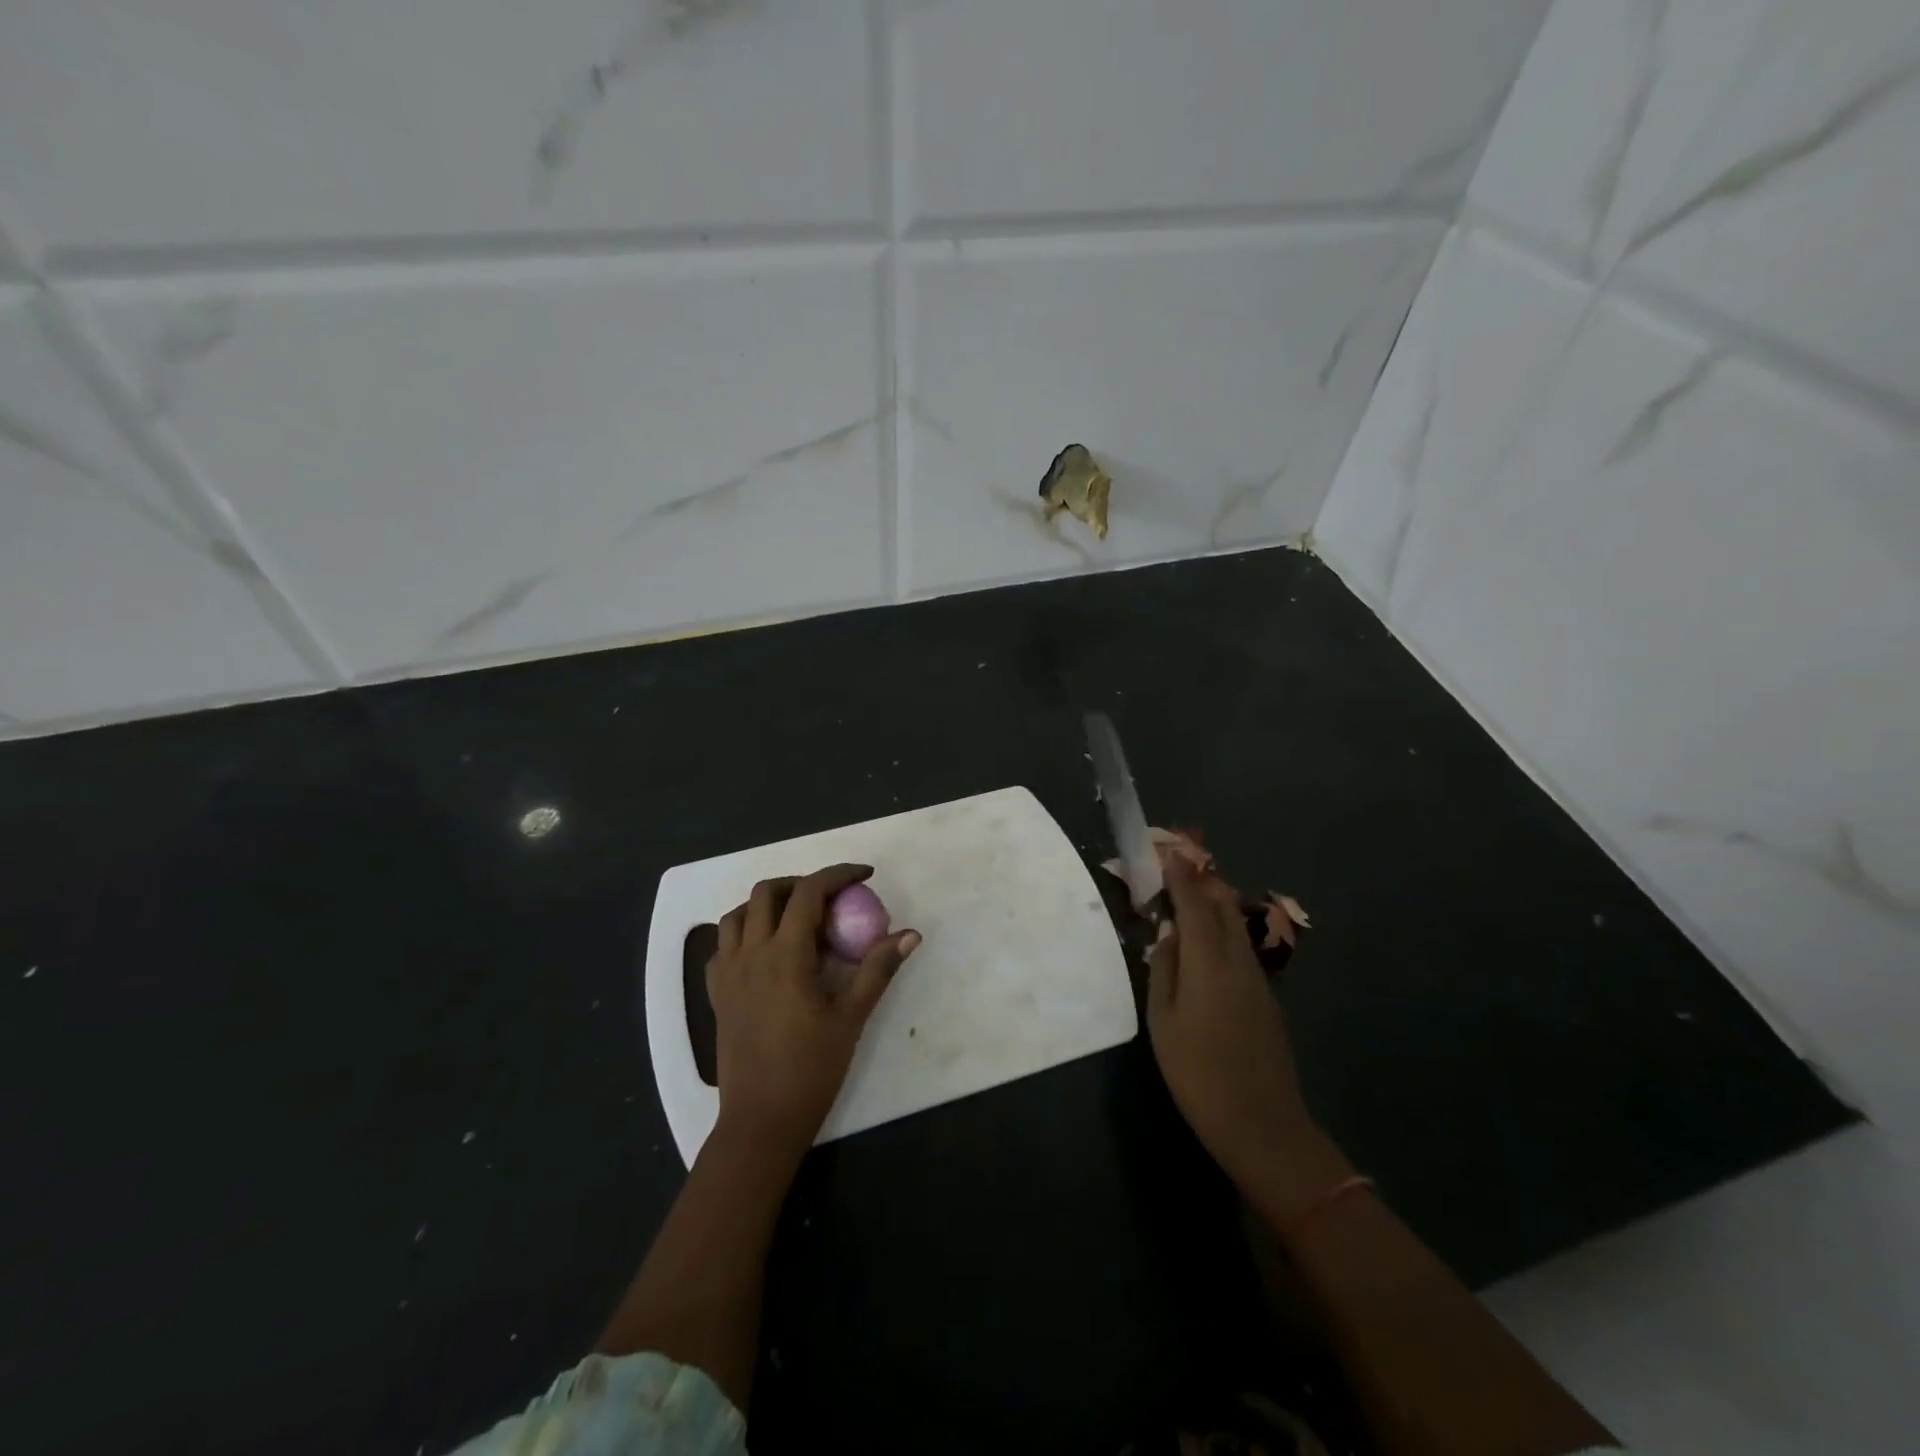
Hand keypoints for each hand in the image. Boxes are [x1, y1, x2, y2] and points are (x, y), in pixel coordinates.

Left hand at [708, 864, 919, 1161]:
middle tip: (831, 898)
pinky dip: (743, 933)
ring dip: (767, 904)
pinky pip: (722, 946)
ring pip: (737, 914)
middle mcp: (750, 954)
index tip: (864, 875)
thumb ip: (878, 969)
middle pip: (767, 892)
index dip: (838, 874)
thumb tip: (910, 935)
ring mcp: (728, 973)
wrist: (761, 1120)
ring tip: (797, 918)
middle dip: (801, 882)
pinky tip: (766, 951)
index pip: (809, 892)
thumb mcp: (852, 1017)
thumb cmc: (811, 1069)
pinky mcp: (716, 994)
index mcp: (785, 955)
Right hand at [1147, 854, 1331, 1203]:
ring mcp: (1258, 980)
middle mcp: (1238, 961)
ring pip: (1236, 926)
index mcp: (1209, 963)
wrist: (1262, 1124)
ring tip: (1191, 896)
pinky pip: (1241, 948)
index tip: (1169, 854)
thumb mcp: (1163, 1022)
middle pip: (1224, 908)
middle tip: (1180, 867)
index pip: (1195, 906)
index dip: (1181, 878)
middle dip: (1202, 882)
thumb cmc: (1198, 1073)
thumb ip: (1163, 970)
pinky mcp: (1267, 998)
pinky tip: (1209, 942)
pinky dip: (1224, 930)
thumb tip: (1168, 936)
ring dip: (1215, 904)